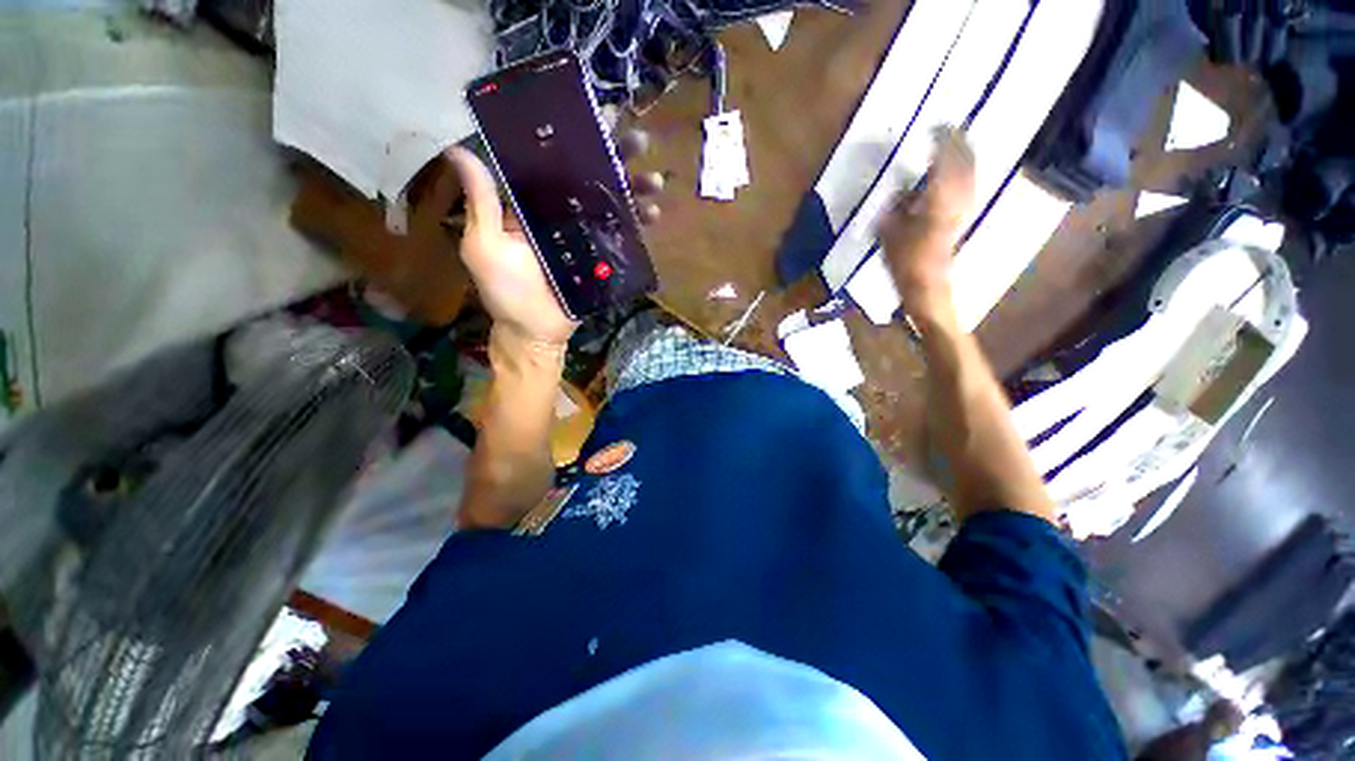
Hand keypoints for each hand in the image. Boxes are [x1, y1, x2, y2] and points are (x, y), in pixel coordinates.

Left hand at [445, 132, 661, 348]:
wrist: (535, 332)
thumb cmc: (505, 292)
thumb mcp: (486, 246)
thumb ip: (482, 205)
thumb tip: (459, 150)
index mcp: (531, 205)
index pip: (554, 163)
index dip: (576, 140)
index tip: (598, 118)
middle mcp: (560, 214)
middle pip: (591, 178)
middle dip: (616, 158)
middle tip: (639, 142)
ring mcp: (584, 236)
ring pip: (612, 205)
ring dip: (635, 190)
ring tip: (654, 181)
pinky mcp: (602, 258)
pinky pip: (621, 237)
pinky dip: (638, 225)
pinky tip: (653, 215)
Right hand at [879, 127, 975, 313]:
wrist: (927, 285)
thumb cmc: (905, 260)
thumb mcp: (889, 231)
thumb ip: (896, 206)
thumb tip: (903, 190)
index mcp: (939, 195)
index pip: (946, 157)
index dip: (942, 138)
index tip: (934, 126)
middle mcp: (959, 196)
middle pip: (966, 160)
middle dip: (959, 142)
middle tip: (948, 131)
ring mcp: (965, 206)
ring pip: (971, 171)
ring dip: (964, 156)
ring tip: (953, 147)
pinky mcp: (964, 217)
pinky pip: (969, 185)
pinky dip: (964, 173)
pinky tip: (956, 174)